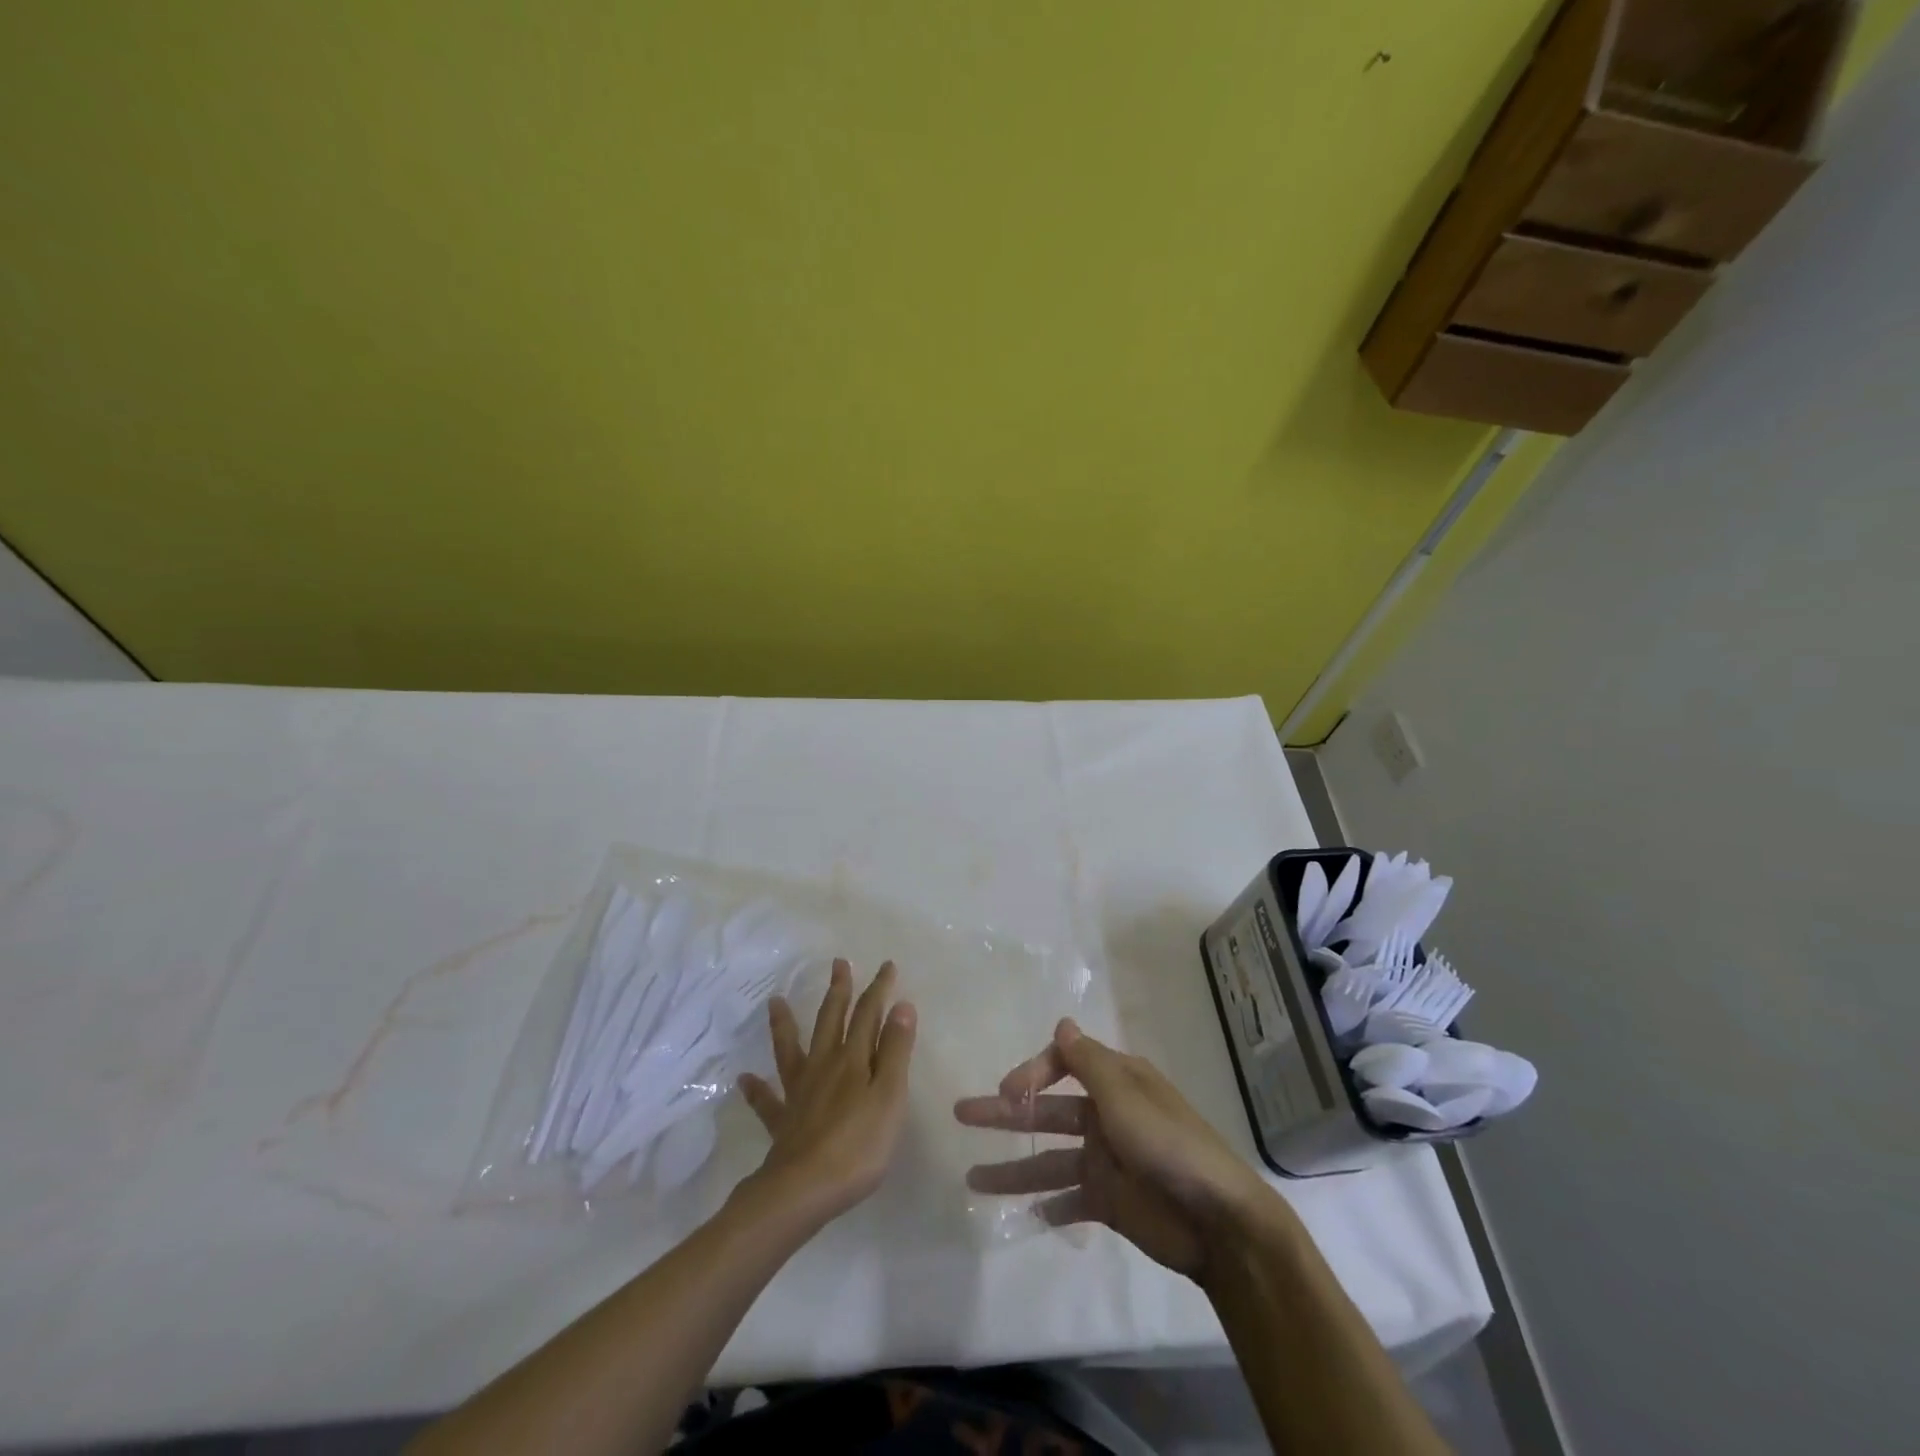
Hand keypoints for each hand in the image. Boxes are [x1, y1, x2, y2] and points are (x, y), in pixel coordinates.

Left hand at [738, 959, 915, 1225]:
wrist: (804, 1189)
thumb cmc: (859, 1145)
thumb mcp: (890, 1096)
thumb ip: (895, 1051)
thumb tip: (901, 1005)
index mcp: (853, 1060)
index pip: (868, 1014)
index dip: (879, 989)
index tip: (887, 966)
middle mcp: (824, 1066)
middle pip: (831, 1020)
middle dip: (838, 991)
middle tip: (838, 963)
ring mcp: (799, 1092)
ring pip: (791, 1049)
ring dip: (785, 1024)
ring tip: (775, 1001)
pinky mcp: (782, 1121)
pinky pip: (766, 1101)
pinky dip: (756, 1089)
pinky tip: (743, 1079)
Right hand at [954, 1018, 1272, 1281]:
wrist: (1218, 1222)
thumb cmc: (1169, 1146)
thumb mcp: (1125, 1097)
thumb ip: (1088, 1062)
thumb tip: (1063, 1020)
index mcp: (1115, 1082)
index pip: (1062, 1063)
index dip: (1032, 1072)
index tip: (1008, 1092)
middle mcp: (1106, 1115)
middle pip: (1047, 1111)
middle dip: (1006, 1113)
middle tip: (962, 1115)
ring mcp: (1106, 1159)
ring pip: (1049, 1159)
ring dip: (1014, 1168)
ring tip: (972, 1180)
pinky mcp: (1109, 1201)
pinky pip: (1070, 1199)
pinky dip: (1048, 1206)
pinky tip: (1025, 1214)